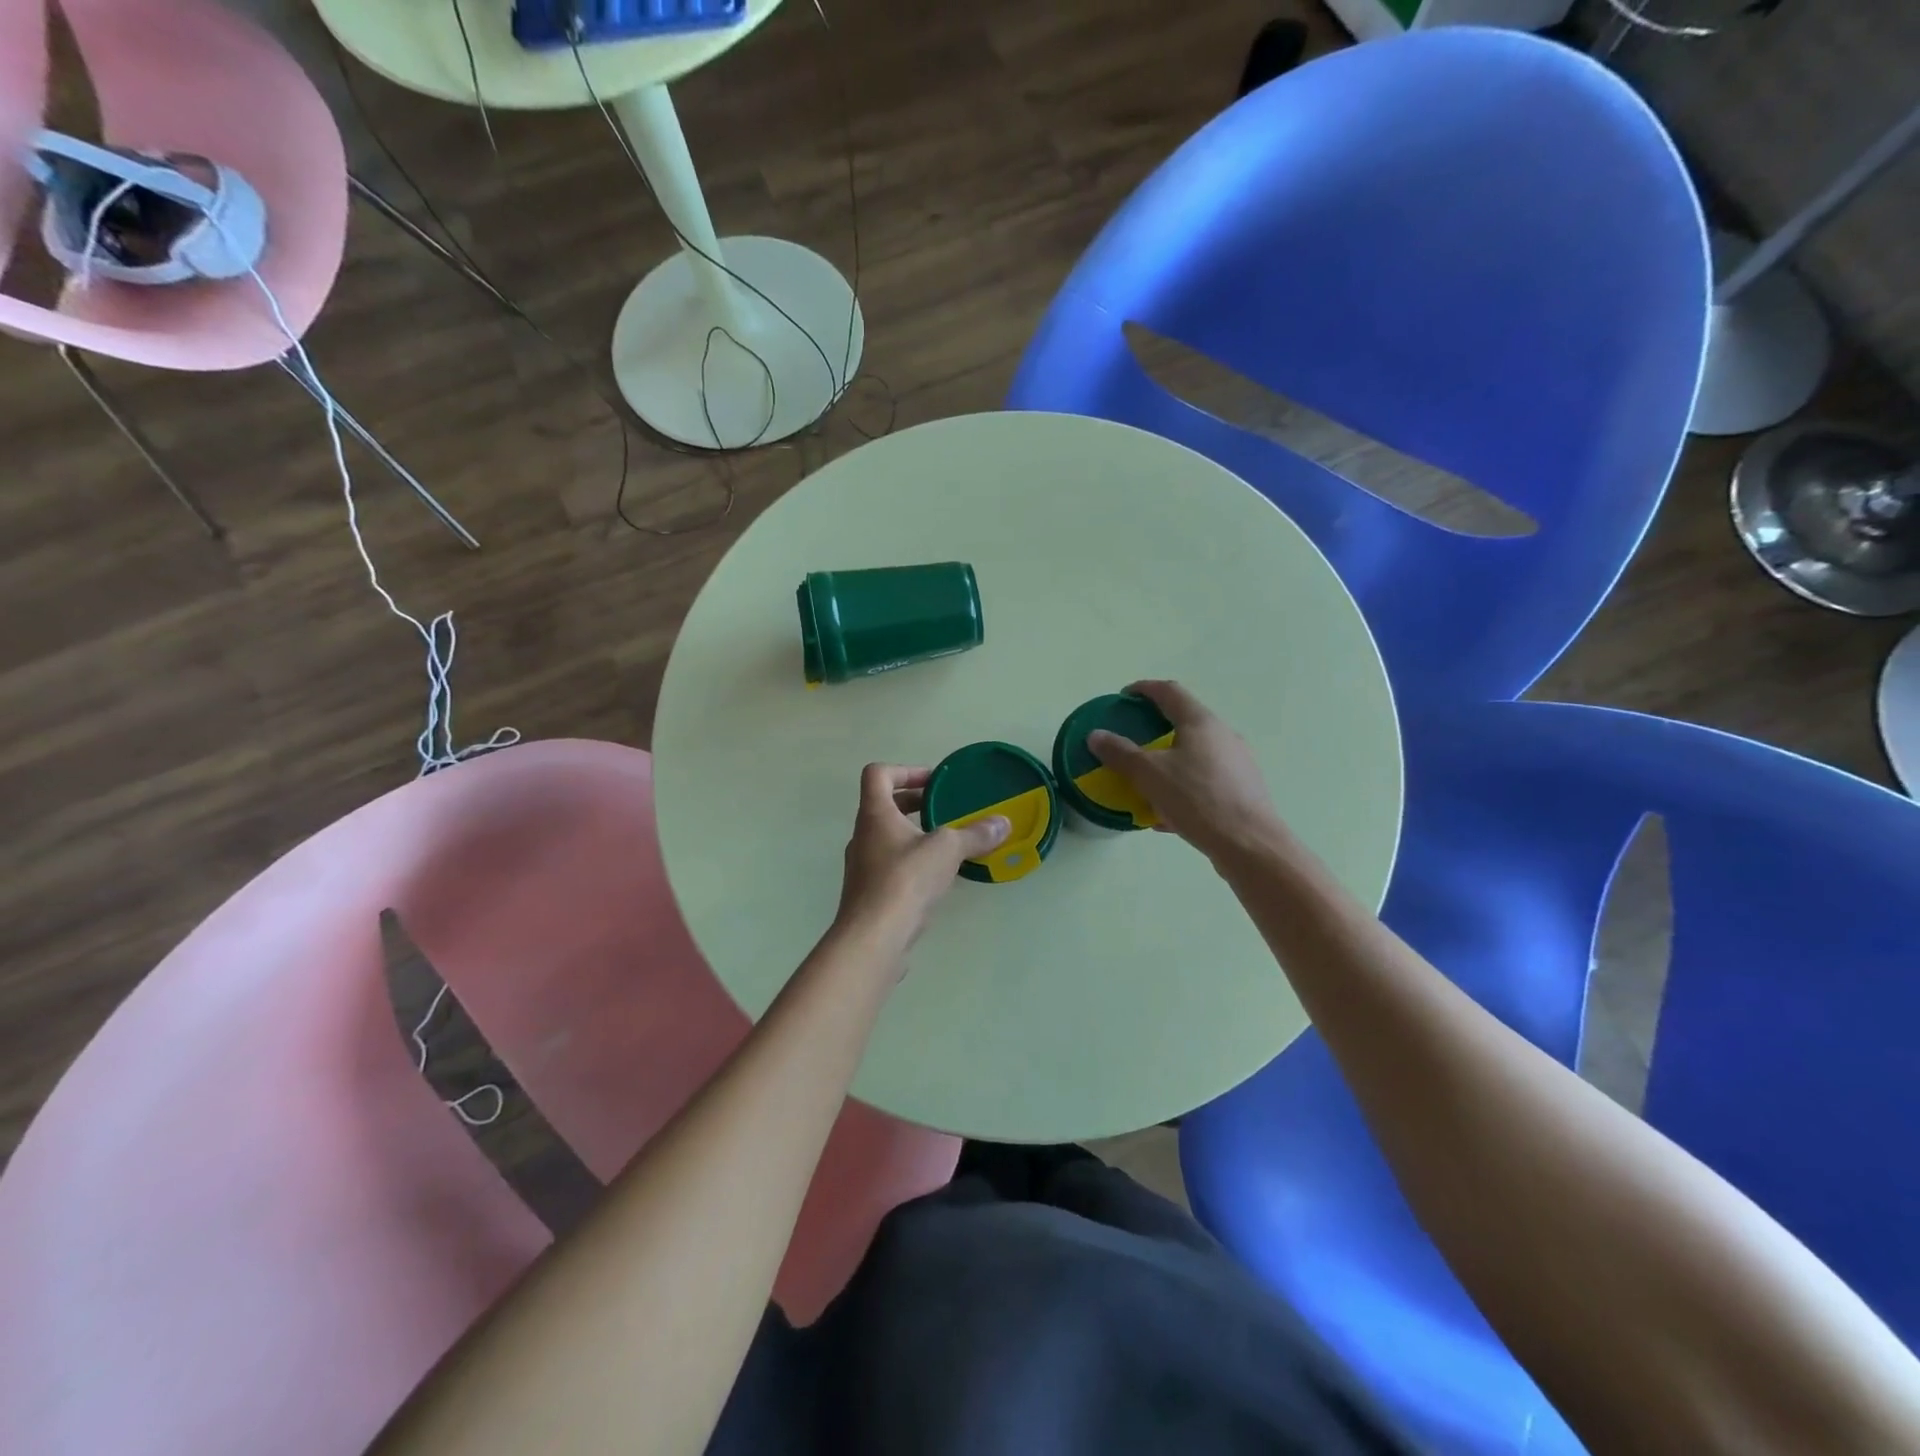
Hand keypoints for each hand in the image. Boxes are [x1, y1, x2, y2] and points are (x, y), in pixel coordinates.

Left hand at [833, 763, 1009, 959]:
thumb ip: (975, 835)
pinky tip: (937, 878)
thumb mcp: (947, 850)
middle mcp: (862, 835)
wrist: (873, 938)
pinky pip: (891, 866)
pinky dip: (913, 863)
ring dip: (915, 835)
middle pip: (884, 806)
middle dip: (915, 803)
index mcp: (874, 814)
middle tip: (945, 809)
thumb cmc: (905, 880)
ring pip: (888, 838)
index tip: (934, 782)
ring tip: (947, 845)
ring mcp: (862, 866)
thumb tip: (1003, 823)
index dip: (906, 770)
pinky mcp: (869, 894)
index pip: (878, 774)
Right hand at [1087, 680, 1292, 864]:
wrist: (1250, 844)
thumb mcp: (1150, 775)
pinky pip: (1205, 780)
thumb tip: (1095, 736)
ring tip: (1147, 780)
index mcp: (1201, 723)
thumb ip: (1121, 754)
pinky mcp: (1243, 790)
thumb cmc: (1198, 799)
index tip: (1124, 696)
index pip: (1170, 692)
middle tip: (1133, 739)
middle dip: (1156, 728)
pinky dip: (1183, 786)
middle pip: (1185, 721)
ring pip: (1196, 754)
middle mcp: (1224, 736)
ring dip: (1170, 760)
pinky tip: (1167, 814)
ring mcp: (1237, 763)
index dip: (1144, 689)